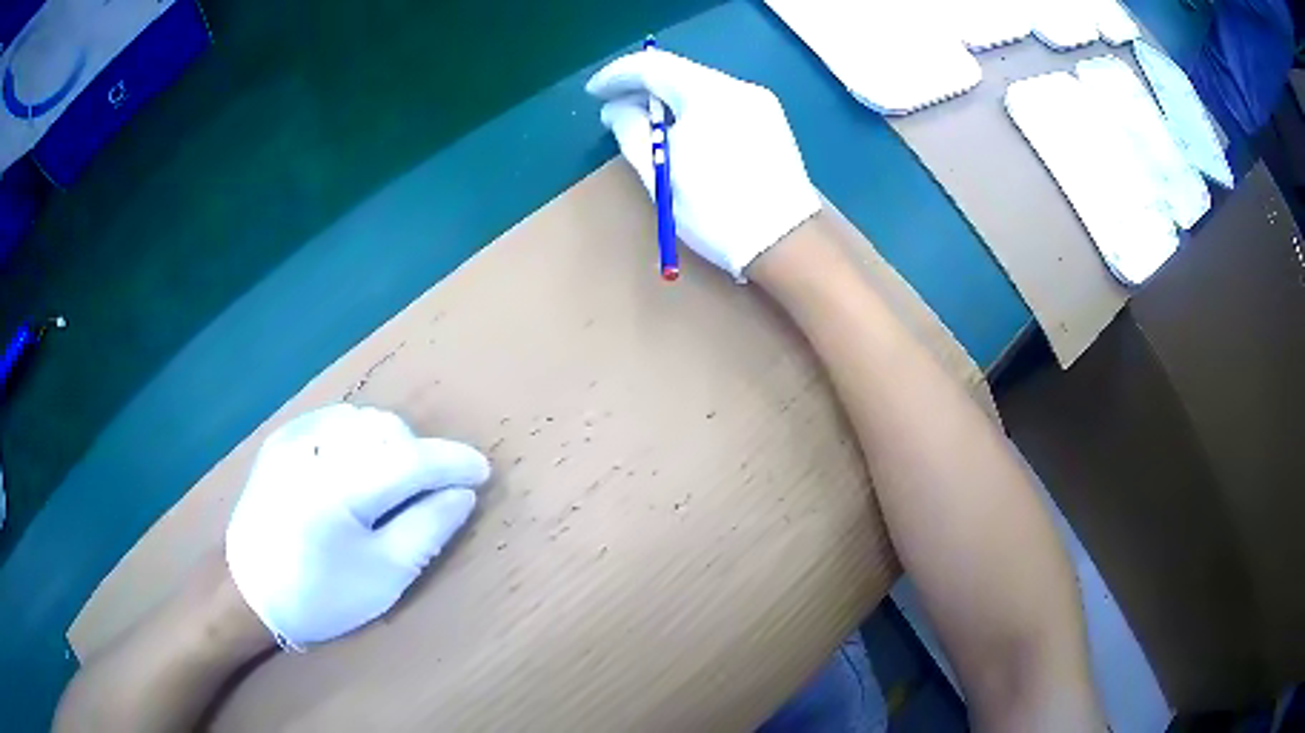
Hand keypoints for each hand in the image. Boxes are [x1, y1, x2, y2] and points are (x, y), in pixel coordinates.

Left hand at [226, 403, 490, 647]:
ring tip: (395, 482)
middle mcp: (314, 449)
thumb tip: (462, 493)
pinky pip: (337, 421)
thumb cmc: (319, 596)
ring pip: (364, 421)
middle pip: (388, 431)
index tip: (482, 471)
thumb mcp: (384, 577)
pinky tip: (359, 467)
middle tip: (431, 492)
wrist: (247, 590)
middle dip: (420, 456)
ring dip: (392, 444)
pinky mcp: (282, 438)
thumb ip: (427, 528)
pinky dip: (362, 438)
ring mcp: (294, 437)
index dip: (452, 462)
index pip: (411, 459)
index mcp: (338, 489)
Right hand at [586, 49, 821, 278]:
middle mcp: (739, 88)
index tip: (594, 92)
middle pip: (680, 73)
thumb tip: (617, 109)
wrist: (786, 243)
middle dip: (642, 86)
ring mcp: (761, 104)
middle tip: (613, 107)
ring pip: (701, 88)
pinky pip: (722, 103)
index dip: (616, 75)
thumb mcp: (660, 172)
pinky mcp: (771, 123)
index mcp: (709, 94)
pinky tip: (682, 131)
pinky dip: (694, 109)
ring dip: (668, 99)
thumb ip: (630, 130)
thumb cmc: (715, 211)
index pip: (652, 66)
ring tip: (644, 122)